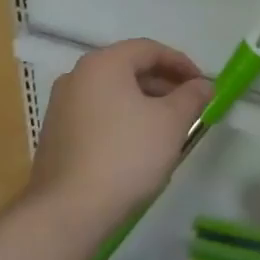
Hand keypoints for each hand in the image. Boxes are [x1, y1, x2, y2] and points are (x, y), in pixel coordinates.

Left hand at [29, 39, 212, 227]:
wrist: (69, 210)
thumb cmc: (126, 155)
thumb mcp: (171, 123)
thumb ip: (191, 96)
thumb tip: (204, 85)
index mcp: (103, 63)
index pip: (149, 49)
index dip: (181, 63)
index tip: (203, 85)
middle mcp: (77, 75)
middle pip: (129, 69)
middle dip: (163, 85)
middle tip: (189, 107)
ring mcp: (61, 105)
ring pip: (113, 94)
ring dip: (143, 104)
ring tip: (168, 129)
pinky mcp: (56, 134)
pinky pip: (97, 114)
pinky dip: (122, 120)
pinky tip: (138, 147)